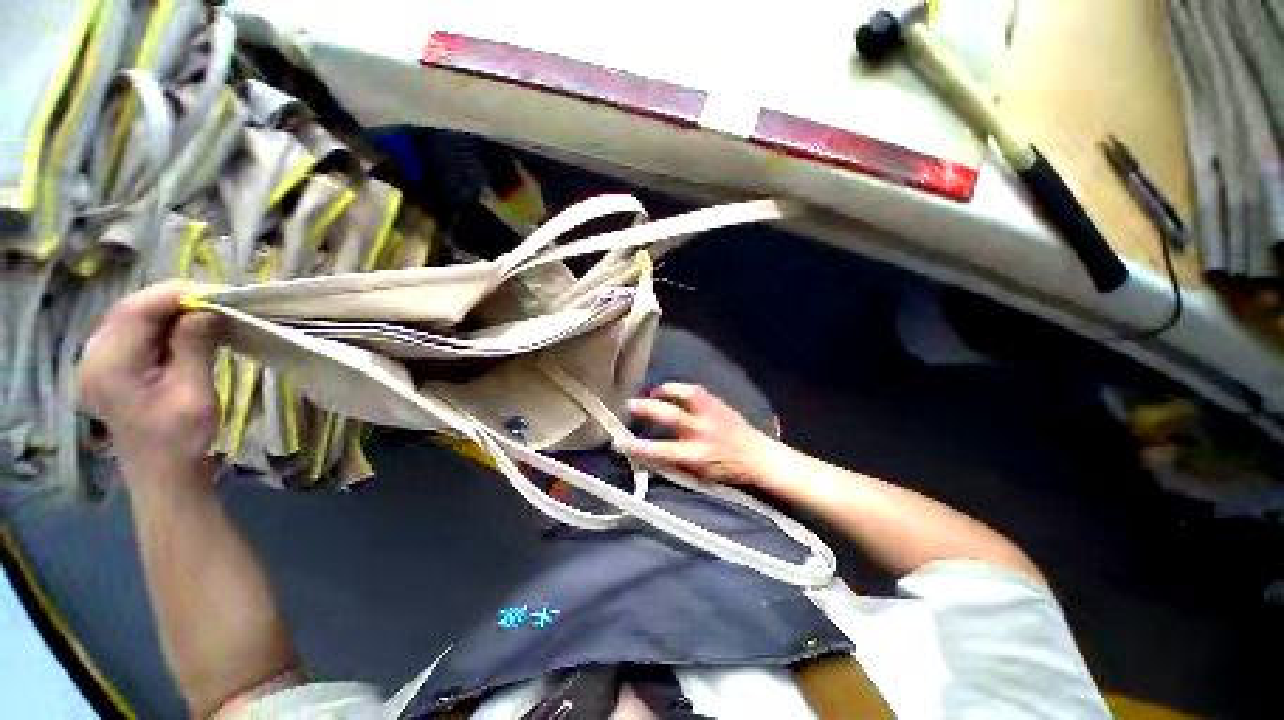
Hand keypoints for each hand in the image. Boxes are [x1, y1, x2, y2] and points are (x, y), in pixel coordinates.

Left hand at [77, 281, 221, 488]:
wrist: (162, 473)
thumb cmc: (181, 439)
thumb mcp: (194, 393)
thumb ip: (195, 347)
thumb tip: (207, 309)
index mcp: (110, 367)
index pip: (136, 310)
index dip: (174, 294)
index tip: (217, 293)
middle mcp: (93, 358)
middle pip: (130, 310)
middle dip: (173, 300)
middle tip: (215, 303)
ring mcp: (95, 362)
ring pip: (130, 318)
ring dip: (168, 312)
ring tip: (204, 316)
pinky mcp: (106, 366)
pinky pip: (131, 332)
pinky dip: (160, 325)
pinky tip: (182, 332)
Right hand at [620, 383, 785, 485]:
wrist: (756, 455)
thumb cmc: (724, 470)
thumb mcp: (697, 474)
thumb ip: (673, 461)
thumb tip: (648, 452)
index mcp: (695, 455)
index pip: (660, 450)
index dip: (637, 446)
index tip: (620, 441)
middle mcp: (700, 432)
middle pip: (668, 416)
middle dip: (645, 408)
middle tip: (629, 404)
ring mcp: (709, 413)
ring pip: (682, 394)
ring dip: (663, 391)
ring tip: (652, 393)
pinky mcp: (716, 402)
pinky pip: (693, 390)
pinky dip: (678, 389)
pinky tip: (671, 391)